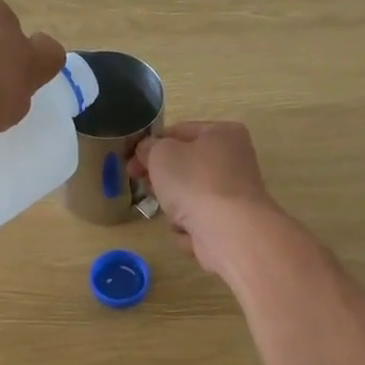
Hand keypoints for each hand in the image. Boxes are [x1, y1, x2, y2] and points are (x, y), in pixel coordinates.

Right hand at [130, 121, 283, 279]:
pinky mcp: (231, 224)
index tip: (130, 163)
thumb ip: (149, 148)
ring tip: (175, 214)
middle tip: (146, 187)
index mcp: (223, 133)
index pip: (178, 132)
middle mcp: (234, 161)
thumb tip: (147, 151)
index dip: (151, 146)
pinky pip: (199, 222)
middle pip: (184, 167)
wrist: (230, 232)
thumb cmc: (195, 182)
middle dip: (162, 181)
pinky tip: (191, 232)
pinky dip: (190, 227)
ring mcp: (234, 195)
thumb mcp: (161, 154)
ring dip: (175, 208)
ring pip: (189, 197)